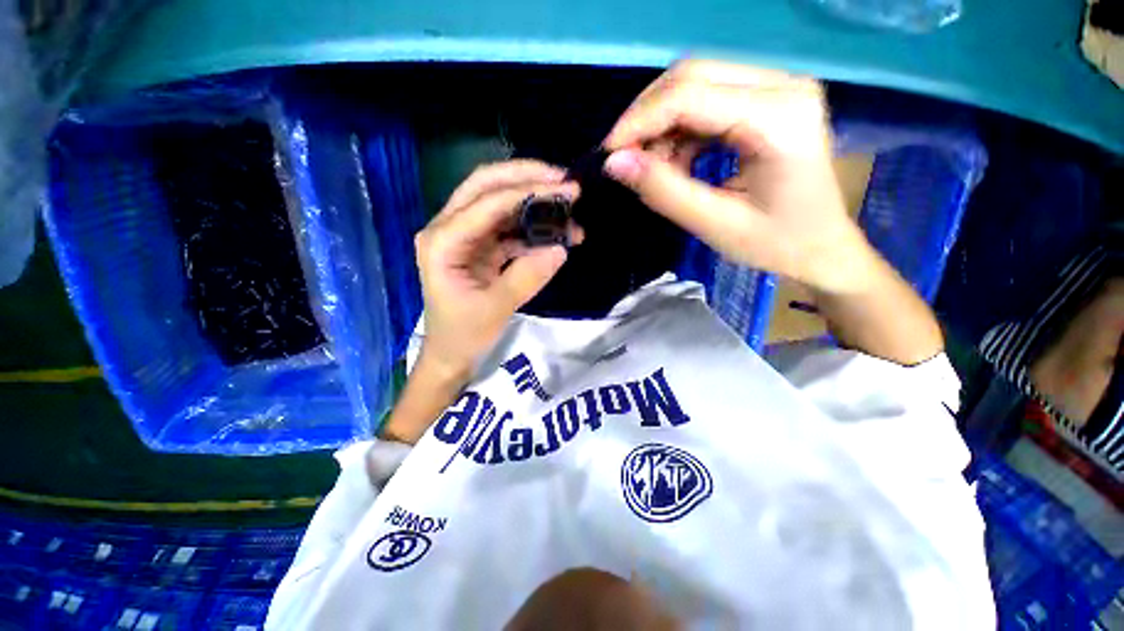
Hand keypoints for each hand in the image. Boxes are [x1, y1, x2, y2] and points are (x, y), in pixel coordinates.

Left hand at [414, 160, 582, 378]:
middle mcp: (448, 228)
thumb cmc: (463, 335)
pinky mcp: (480, 247)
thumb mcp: (495, 309)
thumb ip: (527, 277)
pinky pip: (509, 227)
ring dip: (534, 203)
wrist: (451, 355)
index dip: (529, 192)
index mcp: (442, 241)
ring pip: (499, 202)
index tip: (567, 189)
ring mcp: (465, 236)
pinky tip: (557, 236)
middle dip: (527, 178)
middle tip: (565, 182)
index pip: (488, 203)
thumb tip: (561, 249)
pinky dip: (534, 228)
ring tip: (569, 210)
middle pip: (487, 186)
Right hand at [602, 59, 874, 293]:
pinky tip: (679, 161)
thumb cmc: (775, 243)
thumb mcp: (714, 224)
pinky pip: (707, 100)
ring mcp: (777, 87)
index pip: (690, 95)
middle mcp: (782, 85)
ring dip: (663, 125)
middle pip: (692, 75)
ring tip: (657, 169)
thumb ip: (663, 191)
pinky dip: (680, 130)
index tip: (609, 155)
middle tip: (627, 159)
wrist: (822, 247)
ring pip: (696, 84)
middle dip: (647, 116)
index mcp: (779, 117)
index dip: (640, 121)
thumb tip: (615, 163)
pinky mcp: (767, 100)